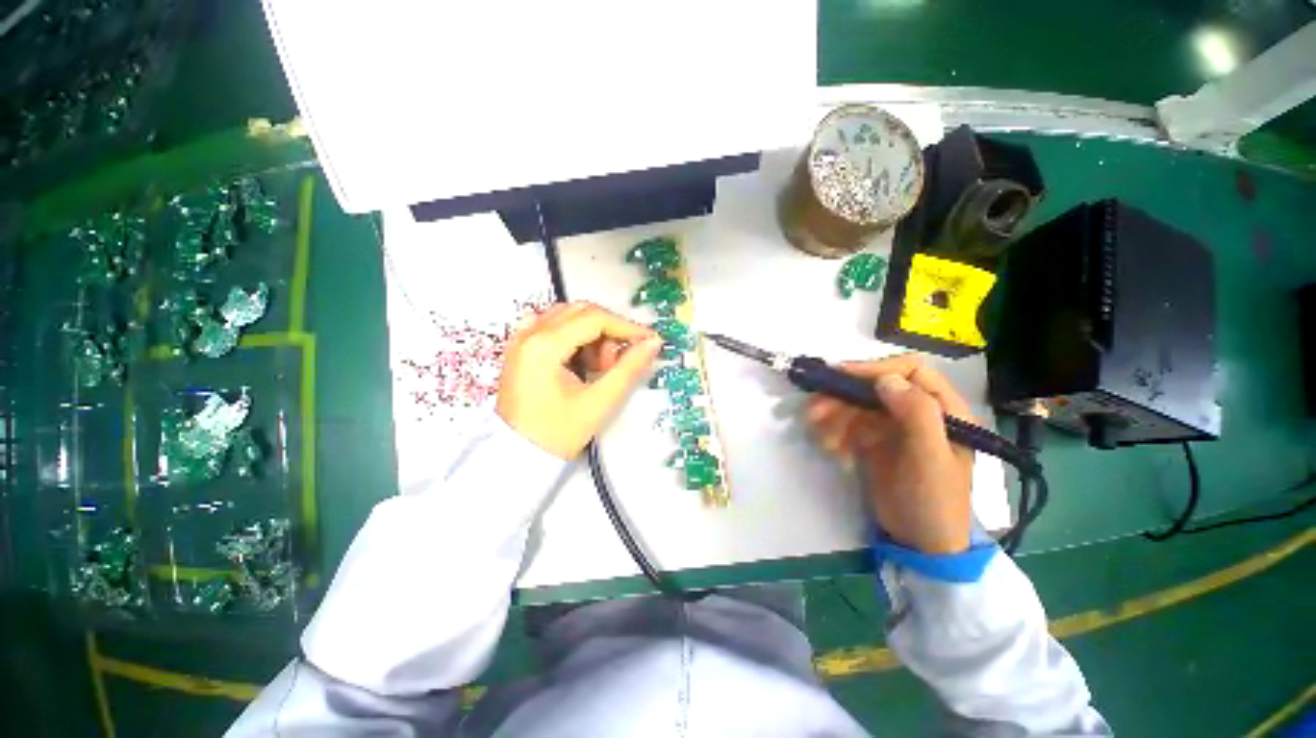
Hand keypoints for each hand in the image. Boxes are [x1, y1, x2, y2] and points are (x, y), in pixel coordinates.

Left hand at [497, 301, 661, 459]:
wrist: (517, 456)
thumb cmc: (557, 433)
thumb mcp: (599, 402)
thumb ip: (629, 369)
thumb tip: (653, 343)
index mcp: (544, 345)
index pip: (594, 318)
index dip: (627, 327)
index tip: (650, 341)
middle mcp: (529, 332)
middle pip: (581, 312)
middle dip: (609, 331)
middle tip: (618, 362)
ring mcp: (521, 338)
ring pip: (569, 317)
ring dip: (593, 335)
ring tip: (598, 368)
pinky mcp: (521, 347)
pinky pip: (554, 327)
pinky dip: (575, 336)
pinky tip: (580, 360)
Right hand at [806, 355, 973, 553]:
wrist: (919, 544)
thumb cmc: (934, 500)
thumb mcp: (930, 458)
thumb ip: (917, 414)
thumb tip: (885, 380)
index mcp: (944, 409)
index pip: (910, 371)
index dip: (876, 369)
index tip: (841, 376)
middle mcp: (917, 411)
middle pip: (875, 387)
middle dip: (843, 396)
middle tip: (814, 410)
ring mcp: (892, 426)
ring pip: (856, 405)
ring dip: (833, 415)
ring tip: (820, 437)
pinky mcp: (873, 441)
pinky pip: (847, 424)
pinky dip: (834, 432)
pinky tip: (831, 450)